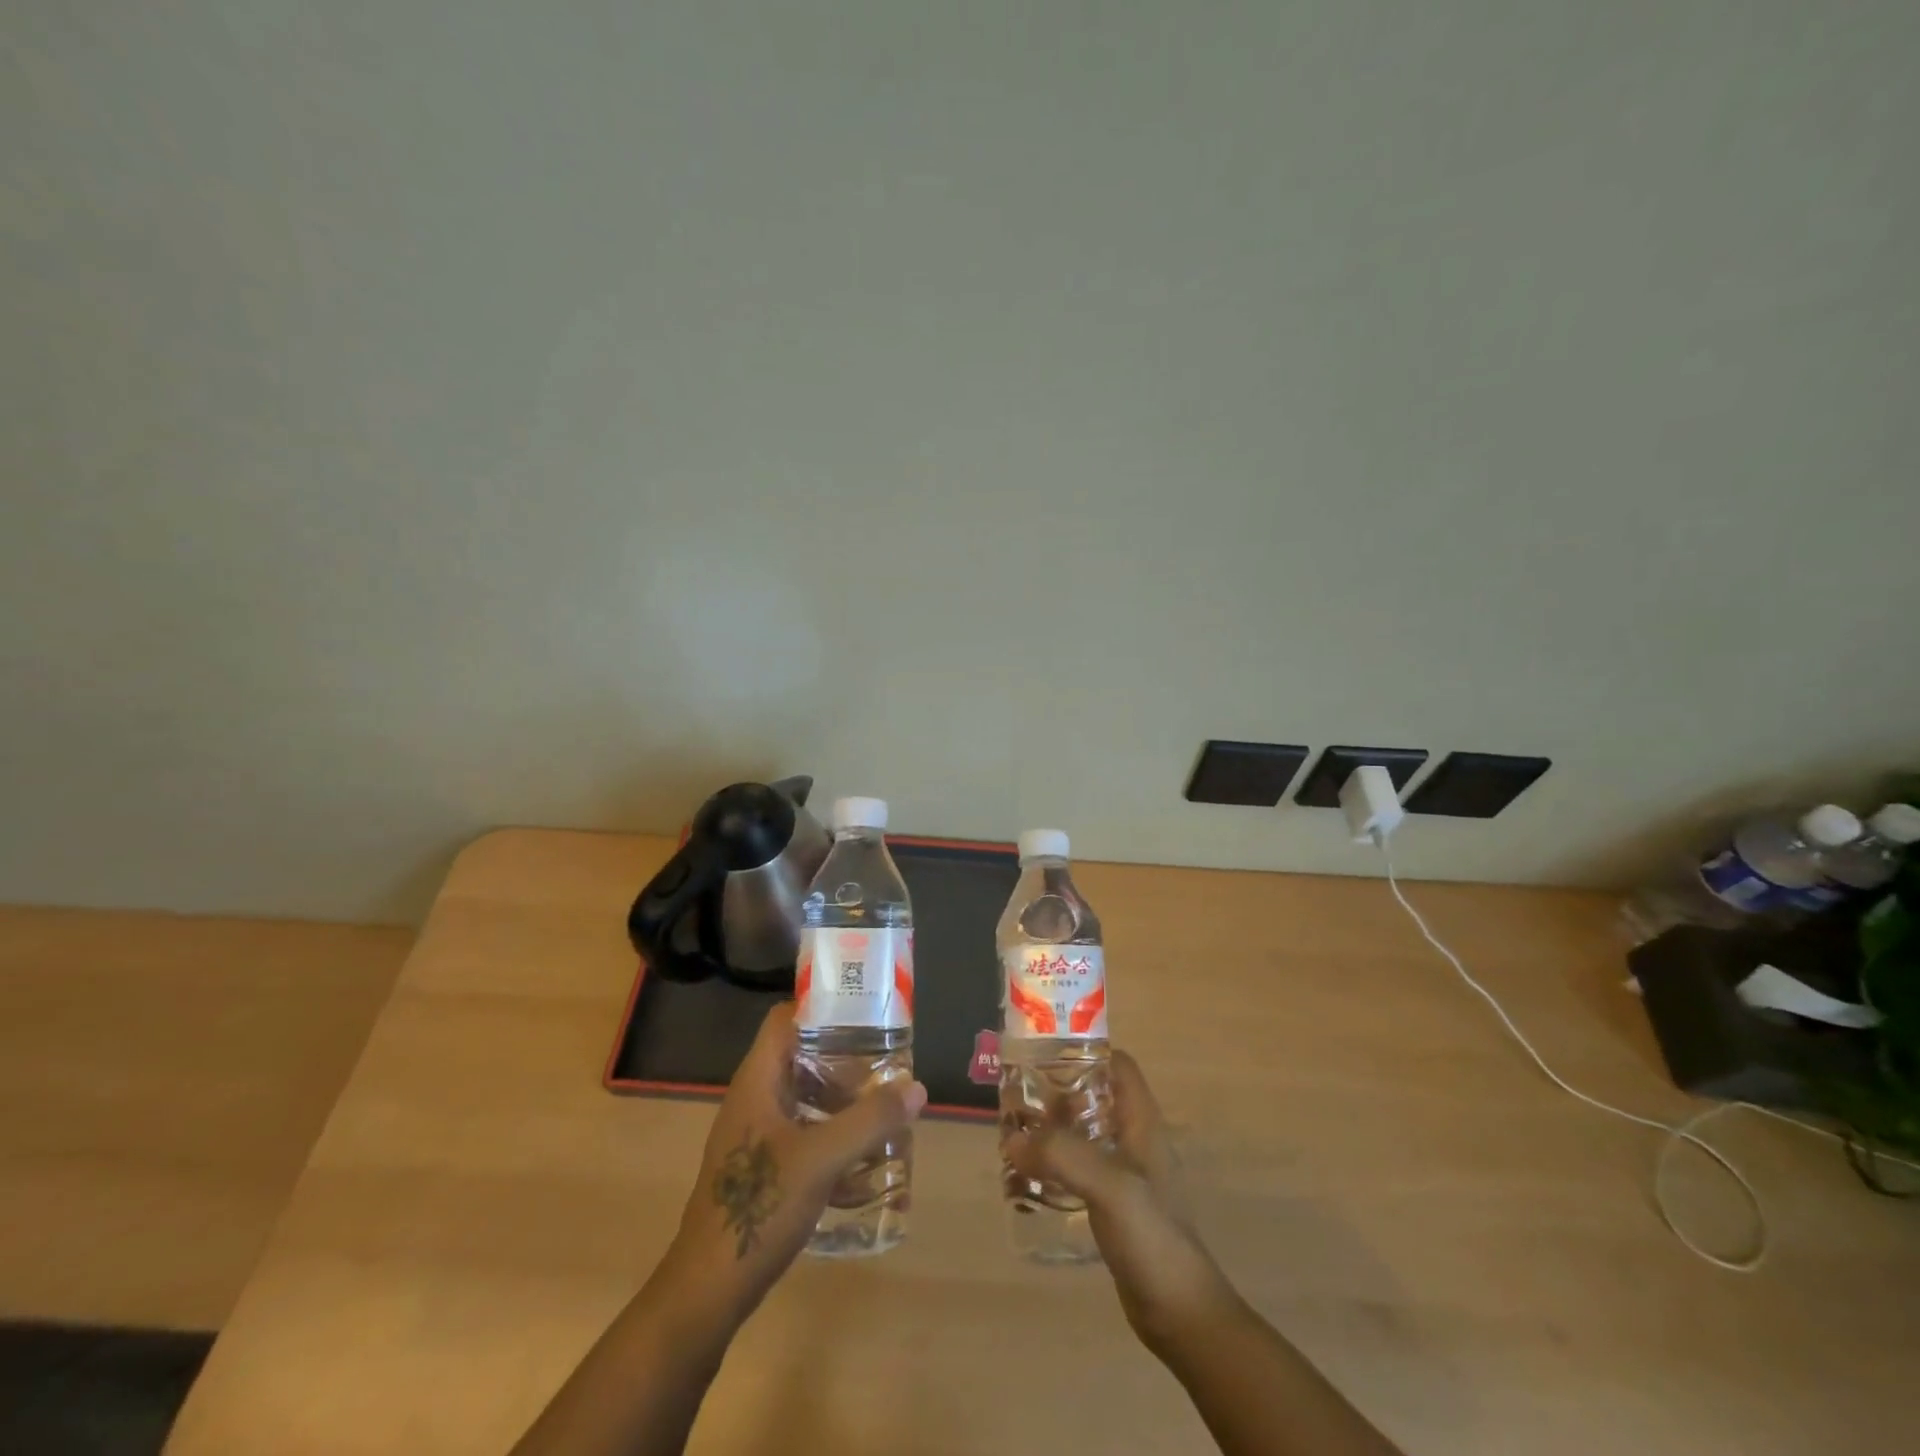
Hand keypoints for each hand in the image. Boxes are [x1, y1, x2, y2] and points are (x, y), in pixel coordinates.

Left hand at [658, 1002, 925, 1323]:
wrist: (707, 1291)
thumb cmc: (759, 1208)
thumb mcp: (821, 1159)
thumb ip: (870, 1121)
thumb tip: (916, 1088)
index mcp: (758, 1081)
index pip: (786, 1018)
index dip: (822, 1007)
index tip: (865, 1013)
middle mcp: (755, 1099)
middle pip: (803, 1059)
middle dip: (848, 1063)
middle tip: (889, 1067)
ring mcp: (757, 1136)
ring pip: (807, 1101)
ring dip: (845, 1107)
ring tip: (887, 1114)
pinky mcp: (763, 1169)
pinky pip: (806, 1138)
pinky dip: (835, 1143)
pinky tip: (869, 1171)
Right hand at [1003, 1050, 1234, 1349]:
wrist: (1181, 1314)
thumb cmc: (1153, 1237)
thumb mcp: (1110, 1186)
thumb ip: (1063, 1155)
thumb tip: (1012, 1136)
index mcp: (1142, 1122)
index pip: (1118, 1066)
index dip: (1086, 1052)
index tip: (1044, 1054)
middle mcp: (1134, 1140)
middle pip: (1095, 1096)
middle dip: (1057, 1091)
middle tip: (1017, 1096)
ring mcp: (1125, 1174)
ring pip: (1084, 1133)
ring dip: (1053, 1129)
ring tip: (1014, 1132)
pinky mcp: (1113, 1206)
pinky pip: (1079, 1169)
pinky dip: (1055, 1164)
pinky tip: (1028, 1176)